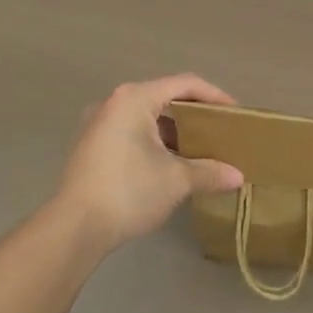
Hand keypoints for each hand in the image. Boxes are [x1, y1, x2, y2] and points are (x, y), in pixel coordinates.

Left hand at [50, 74, 242, 253]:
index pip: (185, 84)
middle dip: (195, 114)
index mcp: (135, 98)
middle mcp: (114, 102)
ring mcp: (98, 123)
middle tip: (219, 131)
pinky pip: (131, 131)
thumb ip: (209, 171)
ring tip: (198, 150)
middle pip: (164, 97)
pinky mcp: (91, 145)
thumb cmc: (129, 191)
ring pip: (147, 116)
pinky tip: (169, 163)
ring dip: (174, 130)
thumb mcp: (176, 180)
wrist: (74, 227)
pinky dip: (154, 140)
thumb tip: (238, 176)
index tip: (236, 115)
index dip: (215, 96)